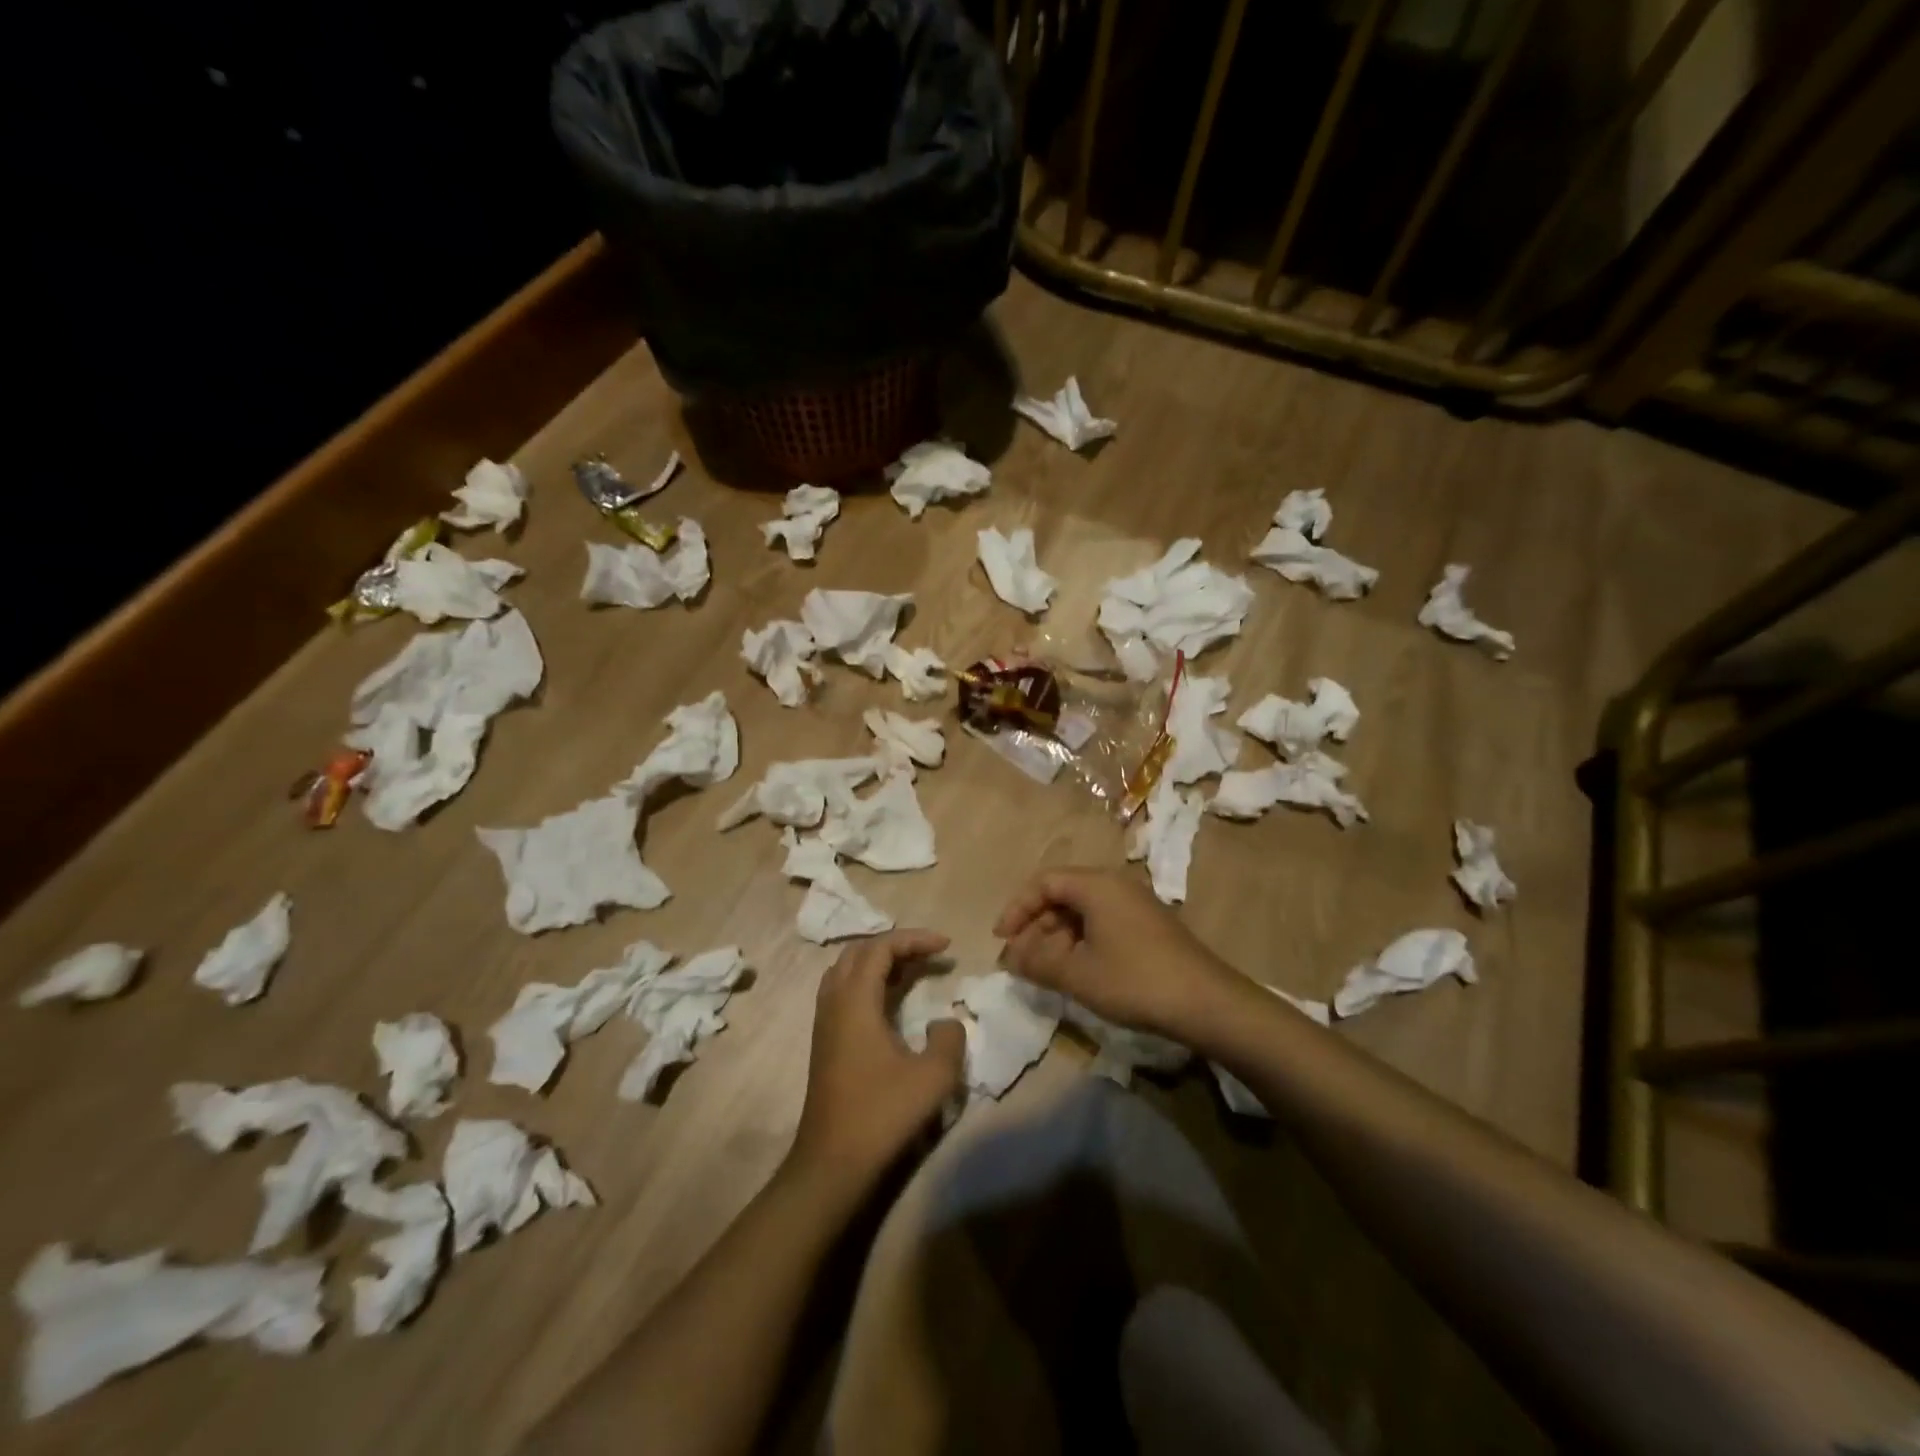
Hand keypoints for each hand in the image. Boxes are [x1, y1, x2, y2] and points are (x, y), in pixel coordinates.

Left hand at [788, 929, 965, 1189]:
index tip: (947, 946)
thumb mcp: (933, 1076)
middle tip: (931, 954)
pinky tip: (892, 1001)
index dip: (915, 939)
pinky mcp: (825, 1041)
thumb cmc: (881, 1114)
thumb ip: (949, 1039)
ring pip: (848, 970)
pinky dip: (870, 981)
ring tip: (914, 970)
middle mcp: (834, 1002)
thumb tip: (946, 1022)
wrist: (832, 1163)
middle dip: (897, 945)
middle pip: (860, 952)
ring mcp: (825, 1021)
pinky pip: (844, 991)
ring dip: (880, 962)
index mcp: (855, 1000)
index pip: (881, 947)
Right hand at [994, 867, 1241, 1040]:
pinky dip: (1081, 942)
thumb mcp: (1078, 975)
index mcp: (1096, 885)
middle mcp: (1115, 885)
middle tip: (1020, 960)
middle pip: (1063, 894)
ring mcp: (1135, 904)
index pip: (1044, 882)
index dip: (1017, 908)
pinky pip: (1102, 922)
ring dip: (1057, 936)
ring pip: (1082, 911)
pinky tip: (1077, 970)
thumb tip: (1011, 956)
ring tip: (1044, 970)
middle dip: (1035, 926)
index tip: (1002, 939)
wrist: (1207, 1002)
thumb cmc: (1135, 981)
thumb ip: (1037, 962)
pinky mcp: (1148, 926)